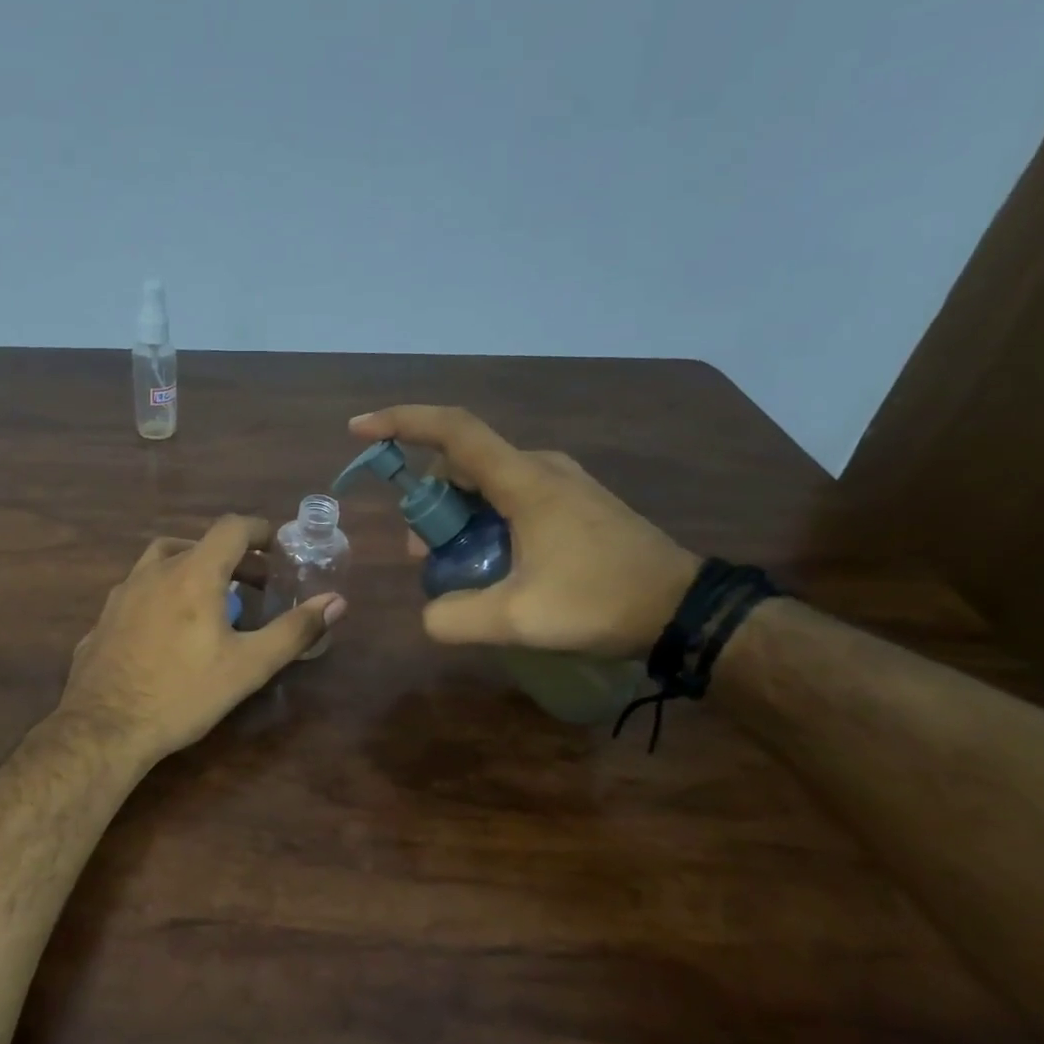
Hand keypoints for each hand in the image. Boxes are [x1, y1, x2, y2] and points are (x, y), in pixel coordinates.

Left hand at [57, 516, 346, 766]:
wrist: (103, 728)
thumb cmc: (183, 694)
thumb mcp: (248, 666)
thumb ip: (294, 630)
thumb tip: (337, 602)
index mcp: (192, 573)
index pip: (231, 528)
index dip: (259, 531)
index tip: (277, 549)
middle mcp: (153, 572)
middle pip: (197, 544)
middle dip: (231, 558)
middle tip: (253, 586)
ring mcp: (121, 594)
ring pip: (161, 563)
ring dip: (191, 570)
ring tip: (209, 601)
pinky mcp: (103, 619)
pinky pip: (139, 592)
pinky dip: (162, 595)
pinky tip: (167, 630)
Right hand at [348, 405, 698, 658]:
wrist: (683, 609)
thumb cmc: (601, 602)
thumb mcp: (518, 620)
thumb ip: (455, 618)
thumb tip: (428, 614)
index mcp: (525, 481)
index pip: (454, 432)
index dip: (402, 423)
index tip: (360, 429)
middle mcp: (541, 468)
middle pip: (461, 463)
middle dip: (428, 503)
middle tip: (423, 556)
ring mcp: (561, 482)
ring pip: (485, 482)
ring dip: (456, 516)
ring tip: (454, 566)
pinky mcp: (572, 502)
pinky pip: (510, 496)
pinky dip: (483, 520)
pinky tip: (491, 563)